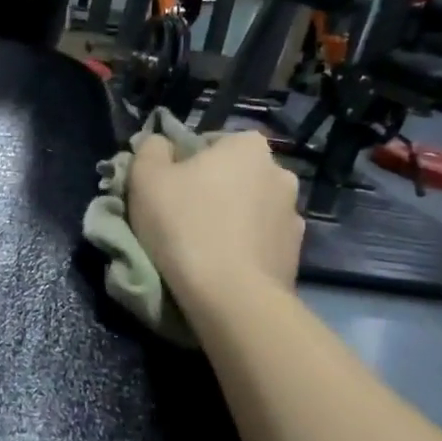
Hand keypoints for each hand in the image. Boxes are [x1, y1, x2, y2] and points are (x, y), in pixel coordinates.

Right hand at [127, 131, 303, 302]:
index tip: (167, 191)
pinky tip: (222, 267)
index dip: (183, 165)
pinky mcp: (296, 254)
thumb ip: (151, 149)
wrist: (231, 297)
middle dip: (212, 191)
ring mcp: (293, 215)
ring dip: (231, 221)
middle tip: (181, 219)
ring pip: (250, 210)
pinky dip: (244, 249)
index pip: (208, 144)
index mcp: (247, 145)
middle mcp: (280, 172)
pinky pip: (261, 242)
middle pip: (233, 176)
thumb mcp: (146, 177)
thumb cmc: (184, 225)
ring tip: (203, 249)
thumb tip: (162, 144)